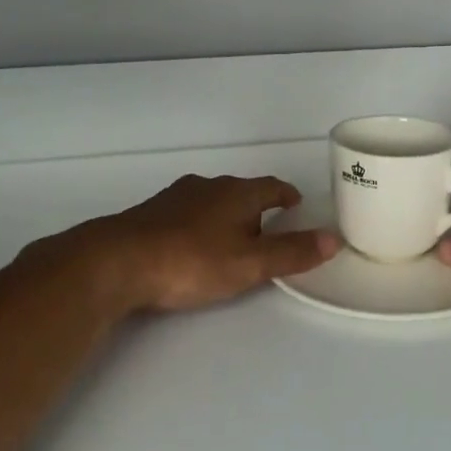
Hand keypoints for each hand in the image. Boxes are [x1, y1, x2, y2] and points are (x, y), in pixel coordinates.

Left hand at [38, 174, 338, 314]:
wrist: (115, 262)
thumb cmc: (192, 261)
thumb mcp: (250, 263)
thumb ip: (291, 253)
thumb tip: (334, 239)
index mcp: (236, 193)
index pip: (270, 187)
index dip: (285, 194)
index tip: (296, 203)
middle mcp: (206, 186)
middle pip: (240, 191)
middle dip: (255, 206)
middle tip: (268, 226)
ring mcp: (174, 198)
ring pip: (209, 200)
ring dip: (224, 214)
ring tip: (231, 236)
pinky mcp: (148, 215)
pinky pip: (184, 213)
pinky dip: (197, 224)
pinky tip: (190, 244)